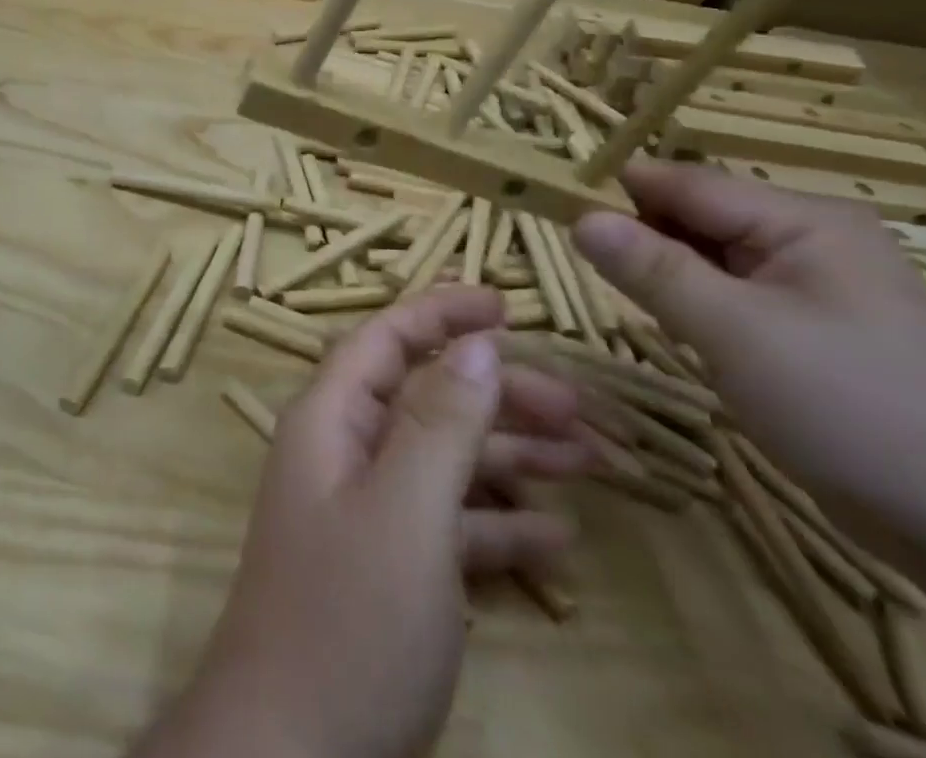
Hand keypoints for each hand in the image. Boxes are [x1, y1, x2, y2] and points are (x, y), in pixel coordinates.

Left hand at [140, 286, 588, 757]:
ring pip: (445, 459)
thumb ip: (441, 423)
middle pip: (427, 397)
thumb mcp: (405, 513)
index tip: (506, 304)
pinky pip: (448, 525)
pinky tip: (558, 541)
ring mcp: (366, 512)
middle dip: (498, 393)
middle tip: (578, 407)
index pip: (387, 337)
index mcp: (332, 418)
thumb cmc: (347, 621)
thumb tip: (478, 344)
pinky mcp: (387, 570)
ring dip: (512, 457)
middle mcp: (345, 451)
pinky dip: (498, 525)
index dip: (442, 313)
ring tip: (593, 463)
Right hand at [573, 160, 925, 558]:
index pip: (684, 182)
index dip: (616, 189)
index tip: (550, 203)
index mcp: (799, 219)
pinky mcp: (812, 333)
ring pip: (711, 260)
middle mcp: (807, 239)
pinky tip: (675, 329)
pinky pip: (733, 297)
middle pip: (696, 216)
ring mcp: (814, 288)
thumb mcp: (735, 331)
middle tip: (577, 260)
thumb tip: (577, 216)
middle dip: (638, 234)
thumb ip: (652, 268)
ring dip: (664, 273)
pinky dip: (695, 306)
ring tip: (618, 294)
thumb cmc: (853, 407)